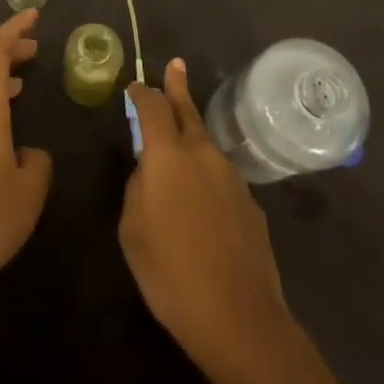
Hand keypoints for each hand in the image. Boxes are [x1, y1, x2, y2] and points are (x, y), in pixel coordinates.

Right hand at [120, 59, 287, 358]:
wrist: (239, 318)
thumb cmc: (171, 273)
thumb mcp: (133, 230)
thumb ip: (138, 189)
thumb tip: (149, 173)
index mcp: (168, 155)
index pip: (152, 107)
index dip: (142, 94)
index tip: (135, 87)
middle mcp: (202, 153)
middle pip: (187, 111)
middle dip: (177, 87)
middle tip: (175, 65)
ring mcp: (231, 176)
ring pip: (205, 145)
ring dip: (192, 136)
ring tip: (180, 143)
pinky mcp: (250, 203)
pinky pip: (220, 178)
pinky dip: (207, 176)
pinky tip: (204, 205)